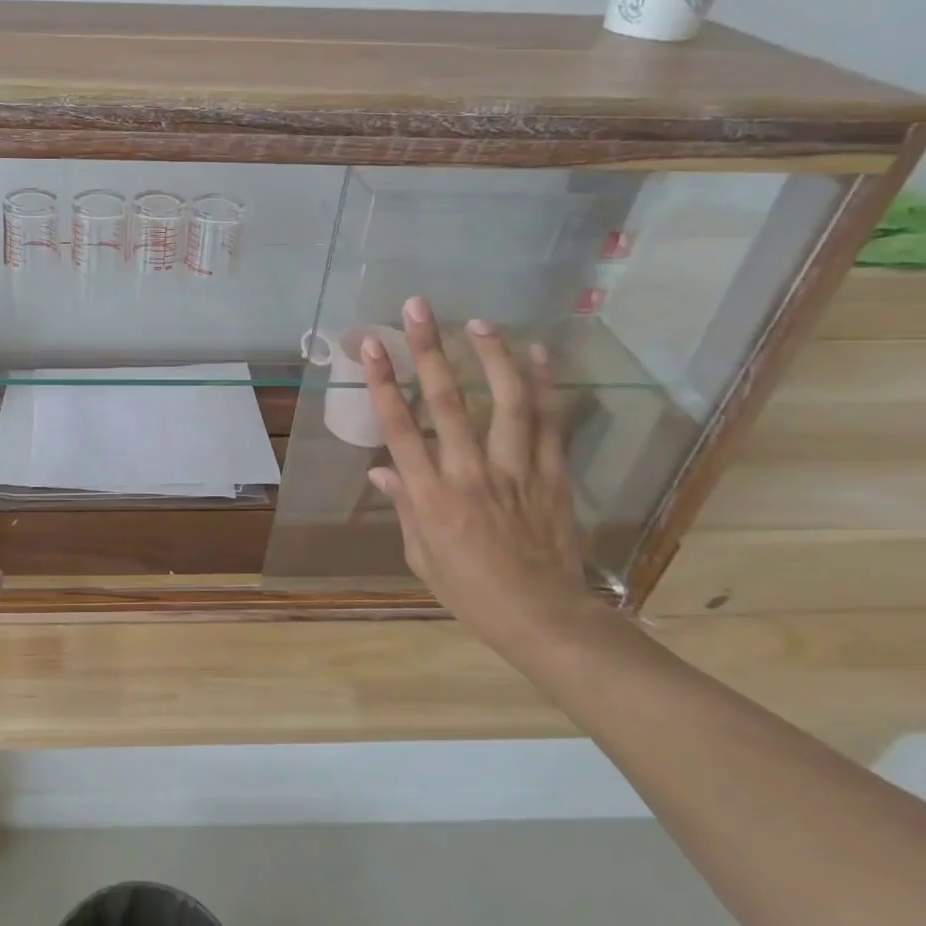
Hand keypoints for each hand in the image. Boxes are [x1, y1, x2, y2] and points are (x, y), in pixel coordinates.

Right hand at [361, 297, 591, 649]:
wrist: (544, 618)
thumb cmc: (470, 591)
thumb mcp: (421, 555)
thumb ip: (405, 505)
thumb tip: (383, 470)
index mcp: (432, 495)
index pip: (401, 427)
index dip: (385, 382)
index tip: (374, 345)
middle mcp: (470, 473)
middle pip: (448, 402)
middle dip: (430, 350)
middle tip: (420, 307)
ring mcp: (515, 470)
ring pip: (505, 402)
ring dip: (491, 357)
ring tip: (479, 322)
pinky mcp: (551, 475)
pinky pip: (548, 423)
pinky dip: (545, 385)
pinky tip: (539, 354)